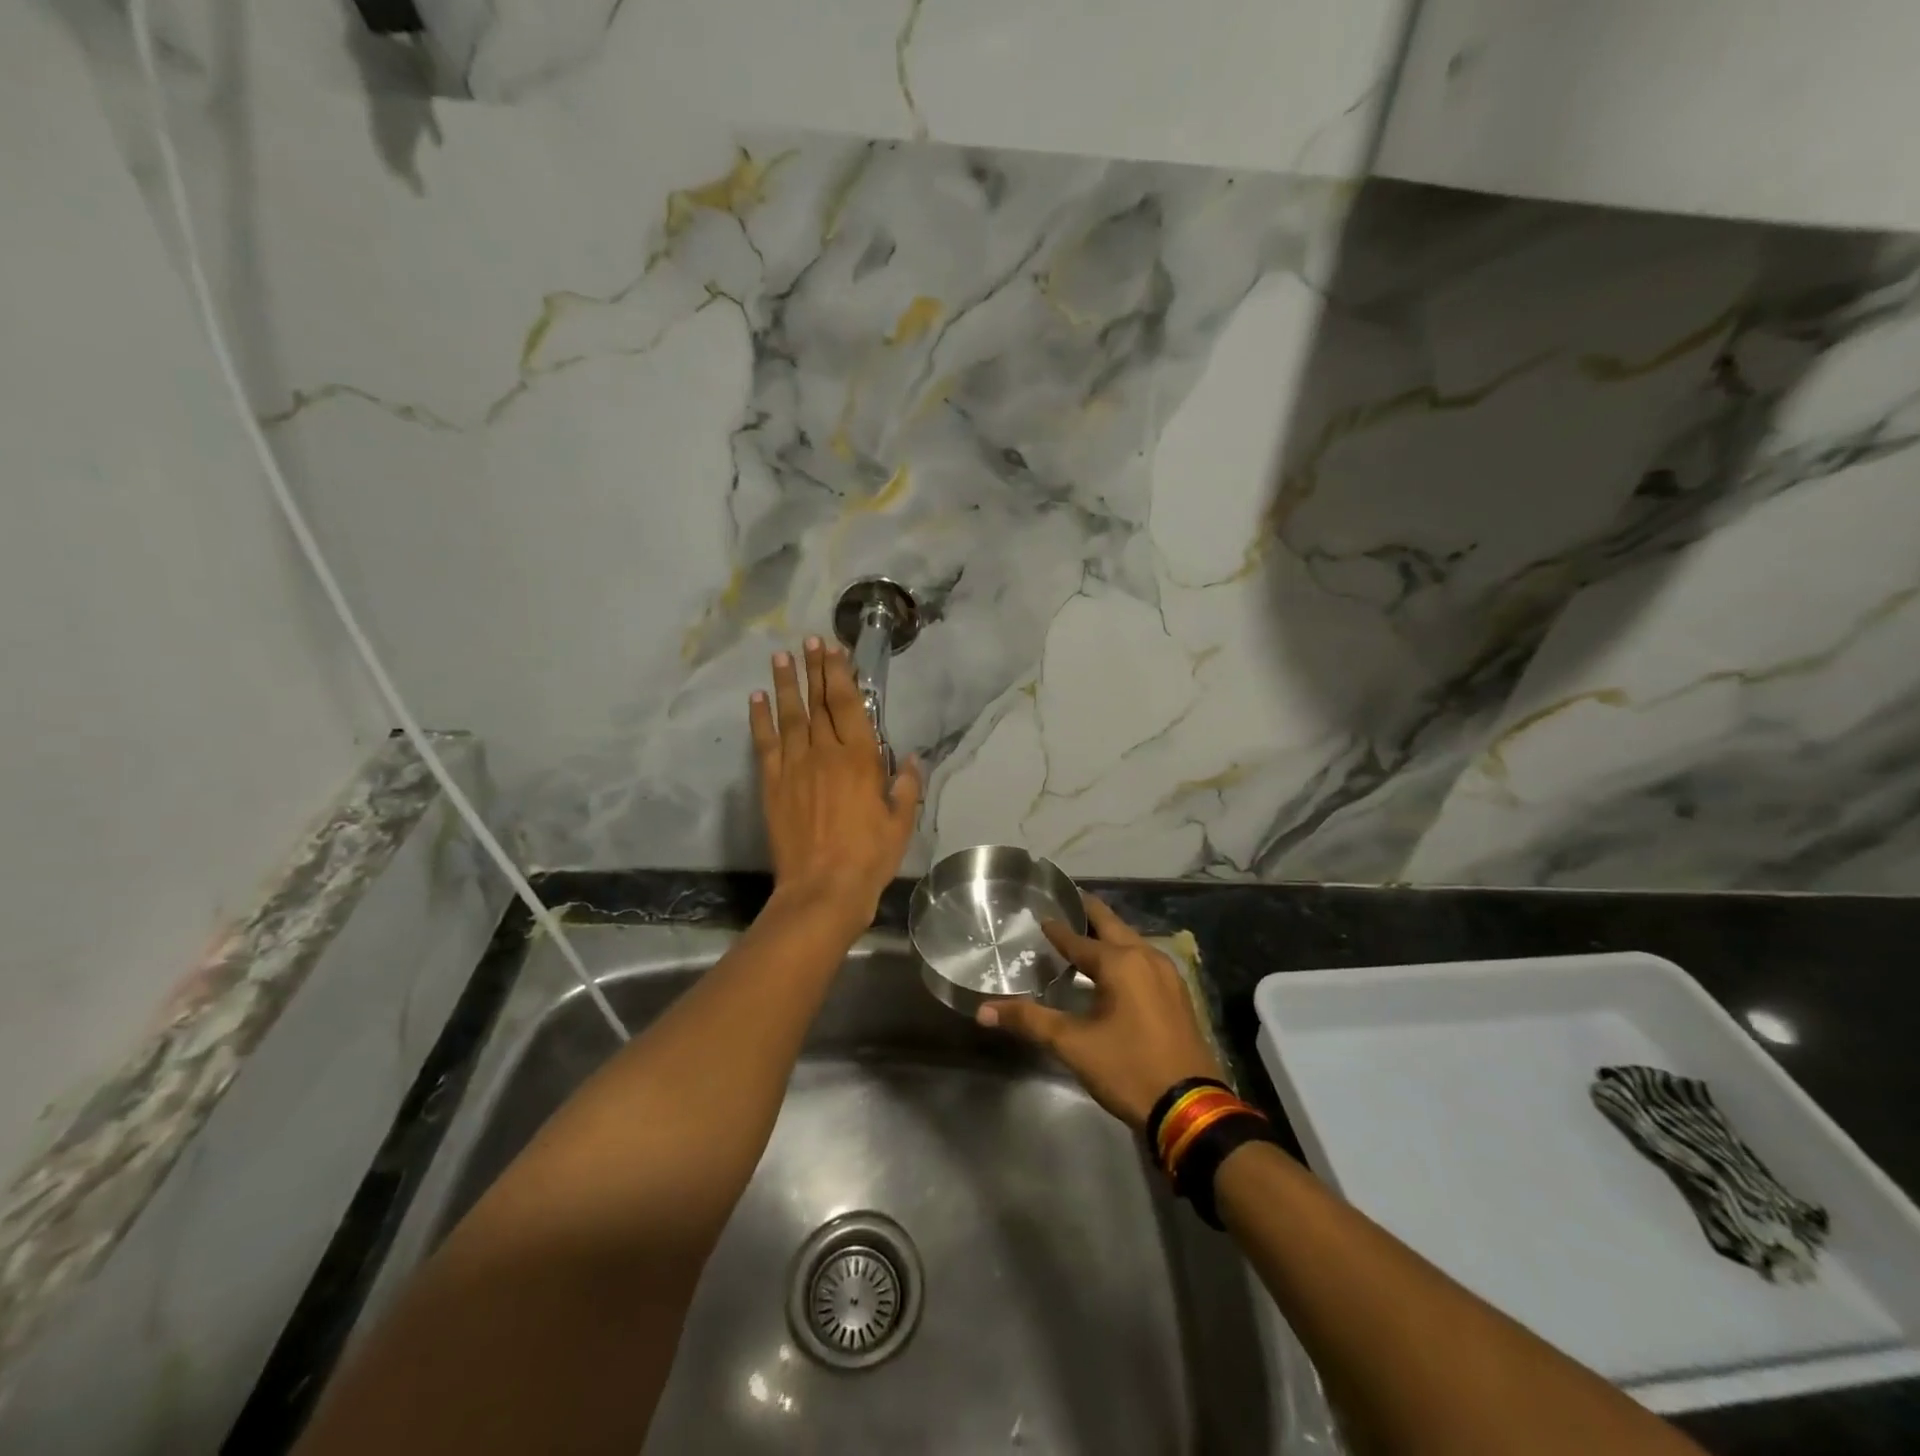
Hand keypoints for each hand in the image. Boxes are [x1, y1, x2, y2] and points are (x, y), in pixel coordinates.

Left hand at [749, 637, 921, 926]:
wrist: (822, 889)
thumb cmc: (869, 857)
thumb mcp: (900, 823)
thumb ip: (906, 787)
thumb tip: (912, 759)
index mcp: (860, 759)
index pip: (848, 705)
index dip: (840, 674)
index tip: (833, 650)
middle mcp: (825, 754)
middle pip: (818, 703)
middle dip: (814, 670)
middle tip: (808, 642)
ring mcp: (794, 767)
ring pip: (789, 716)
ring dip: (785, 684)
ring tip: (780, 657)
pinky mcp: (772, 785)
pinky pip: (764, 744)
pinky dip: (759, 719)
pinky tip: (756, 698)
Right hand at [978, 895, 1225, 1130]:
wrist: (1191, 1109)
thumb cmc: (1129, 1069)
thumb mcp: (1073, 1045)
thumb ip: (1030, 1021)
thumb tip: (983, 1011)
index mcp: (1121, 962)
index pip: (1079, 940)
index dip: (1057, 929)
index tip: (1041, 916)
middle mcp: (1147, 957)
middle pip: (1112, 926)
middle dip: (1089, 914)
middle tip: (1066, 903)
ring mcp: (1168, 975)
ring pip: (1132, 942)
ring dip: (1109, 935)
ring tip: (1085, 935)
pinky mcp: (1178, 995)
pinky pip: (1145, 960)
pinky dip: (1125, 954)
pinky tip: (1115, 969)